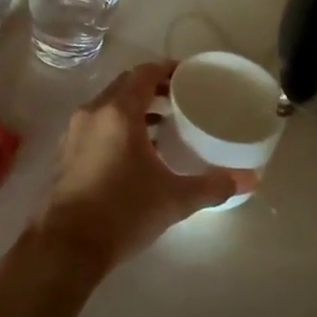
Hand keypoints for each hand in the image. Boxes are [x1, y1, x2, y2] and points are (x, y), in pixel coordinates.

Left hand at [32, 62, 245, 274]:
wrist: (67, 247)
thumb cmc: (123, 212)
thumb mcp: (174, 199)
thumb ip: (212, 186)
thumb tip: (250, 180)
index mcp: (119, 111)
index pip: (144, 73)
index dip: (167, 69)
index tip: (188, 76)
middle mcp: (93, 112)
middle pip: (125, 84)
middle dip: (152, 87)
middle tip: (179, 98)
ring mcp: (74, 131)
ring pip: (108, 105)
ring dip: (133, 107)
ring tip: (162, 125)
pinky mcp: (65, 152)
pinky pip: (95, 124)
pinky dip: (116, 125)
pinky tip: (134, 152)